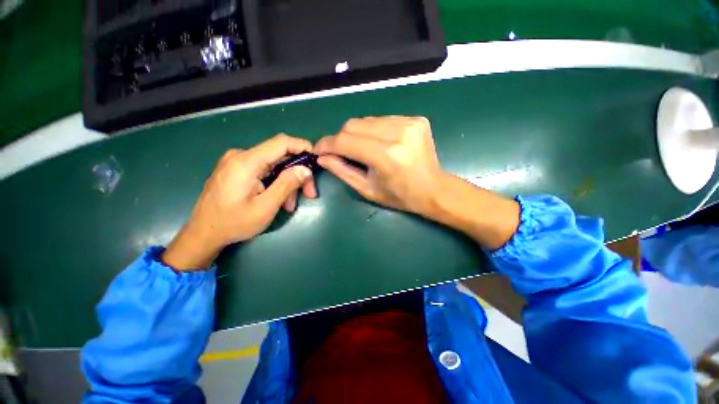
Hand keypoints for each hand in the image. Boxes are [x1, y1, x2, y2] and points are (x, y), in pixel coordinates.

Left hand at [162, 135, 316, 269]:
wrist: (203, 233)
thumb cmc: (233, 223)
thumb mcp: (266, 207)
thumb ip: (287, 185)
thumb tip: (305, 169)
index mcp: (246, 162)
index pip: (281, 143)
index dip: (302, 147)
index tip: (316, 160)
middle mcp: (241, 156)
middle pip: (280, 156)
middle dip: (298, 173)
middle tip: (309, 193)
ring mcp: (237, 162)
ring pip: (274, 165)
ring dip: (287, 182)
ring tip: (290, 204)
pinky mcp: (237, 170)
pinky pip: (264, 170)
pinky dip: (276, 183)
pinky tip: (278, 199)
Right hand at [315, 116, 519, 248]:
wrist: (433, 189)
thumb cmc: (399, 196)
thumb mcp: (368, 190)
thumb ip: (343, 171)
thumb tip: (322, 157)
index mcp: (387, 156)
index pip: (346, 141)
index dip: (327, 144)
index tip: (318, 150)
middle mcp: (398, 134)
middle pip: (354, 125)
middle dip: (341, 138)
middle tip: (339, 152)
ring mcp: (409, 123)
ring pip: (367, 120)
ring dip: (357, 134)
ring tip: (361, 150)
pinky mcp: (416, 119)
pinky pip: (382, 120)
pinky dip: (373, 131)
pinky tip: (379, 144)